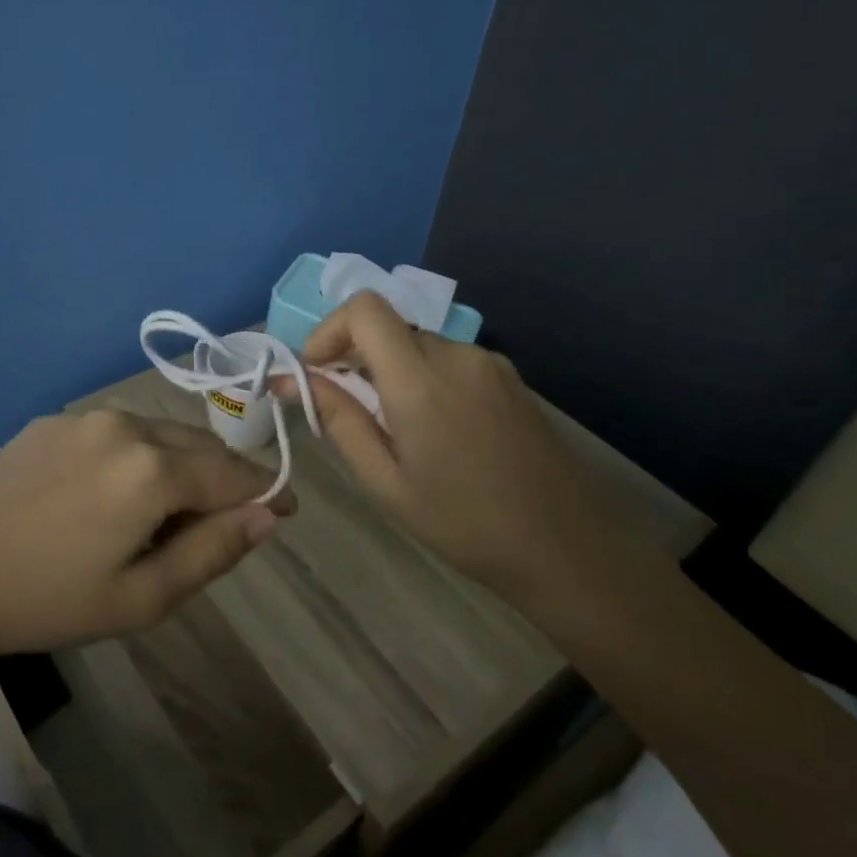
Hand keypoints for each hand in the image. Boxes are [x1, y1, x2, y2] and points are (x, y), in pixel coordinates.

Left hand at [0, 409, 287, 656]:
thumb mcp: (141, 598)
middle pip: (200, 447)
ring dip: (179, 465)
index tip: (283, 511)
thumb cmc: (46, 600)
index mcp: (153, 470)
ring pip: (160, 435)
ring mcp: (86, 417)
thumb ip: (213, 552)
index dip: (265, 493)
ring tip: (162, 514)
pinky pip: (117, 432)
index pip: (234, 475)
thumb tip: (267, 517)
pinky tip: (109, 494)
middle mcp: (127, 426)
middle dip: (223, 480)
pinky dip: (136, 456)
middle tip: (219, 525)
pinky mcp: (54, 420)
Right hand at [289, 292, 604, 599]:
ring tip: (397, 430)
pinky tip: (437, 430)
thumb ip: (338, 420)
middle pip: (388, 327)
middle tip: (350, 411)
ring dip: (391, 371)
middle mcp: (456, 355)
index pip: (364, 309)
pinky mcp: (508, 375)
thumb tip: (290, 379)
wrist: (565, 547)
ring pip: (417, 344)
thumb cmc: (463, 523)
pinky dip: (424, 378)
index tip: (318, 372)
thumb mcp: (385, 482)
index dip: (330, 329)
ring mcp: (488, 362)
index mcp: (421, 380)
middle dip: (356, 357)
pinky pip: (448, 359)